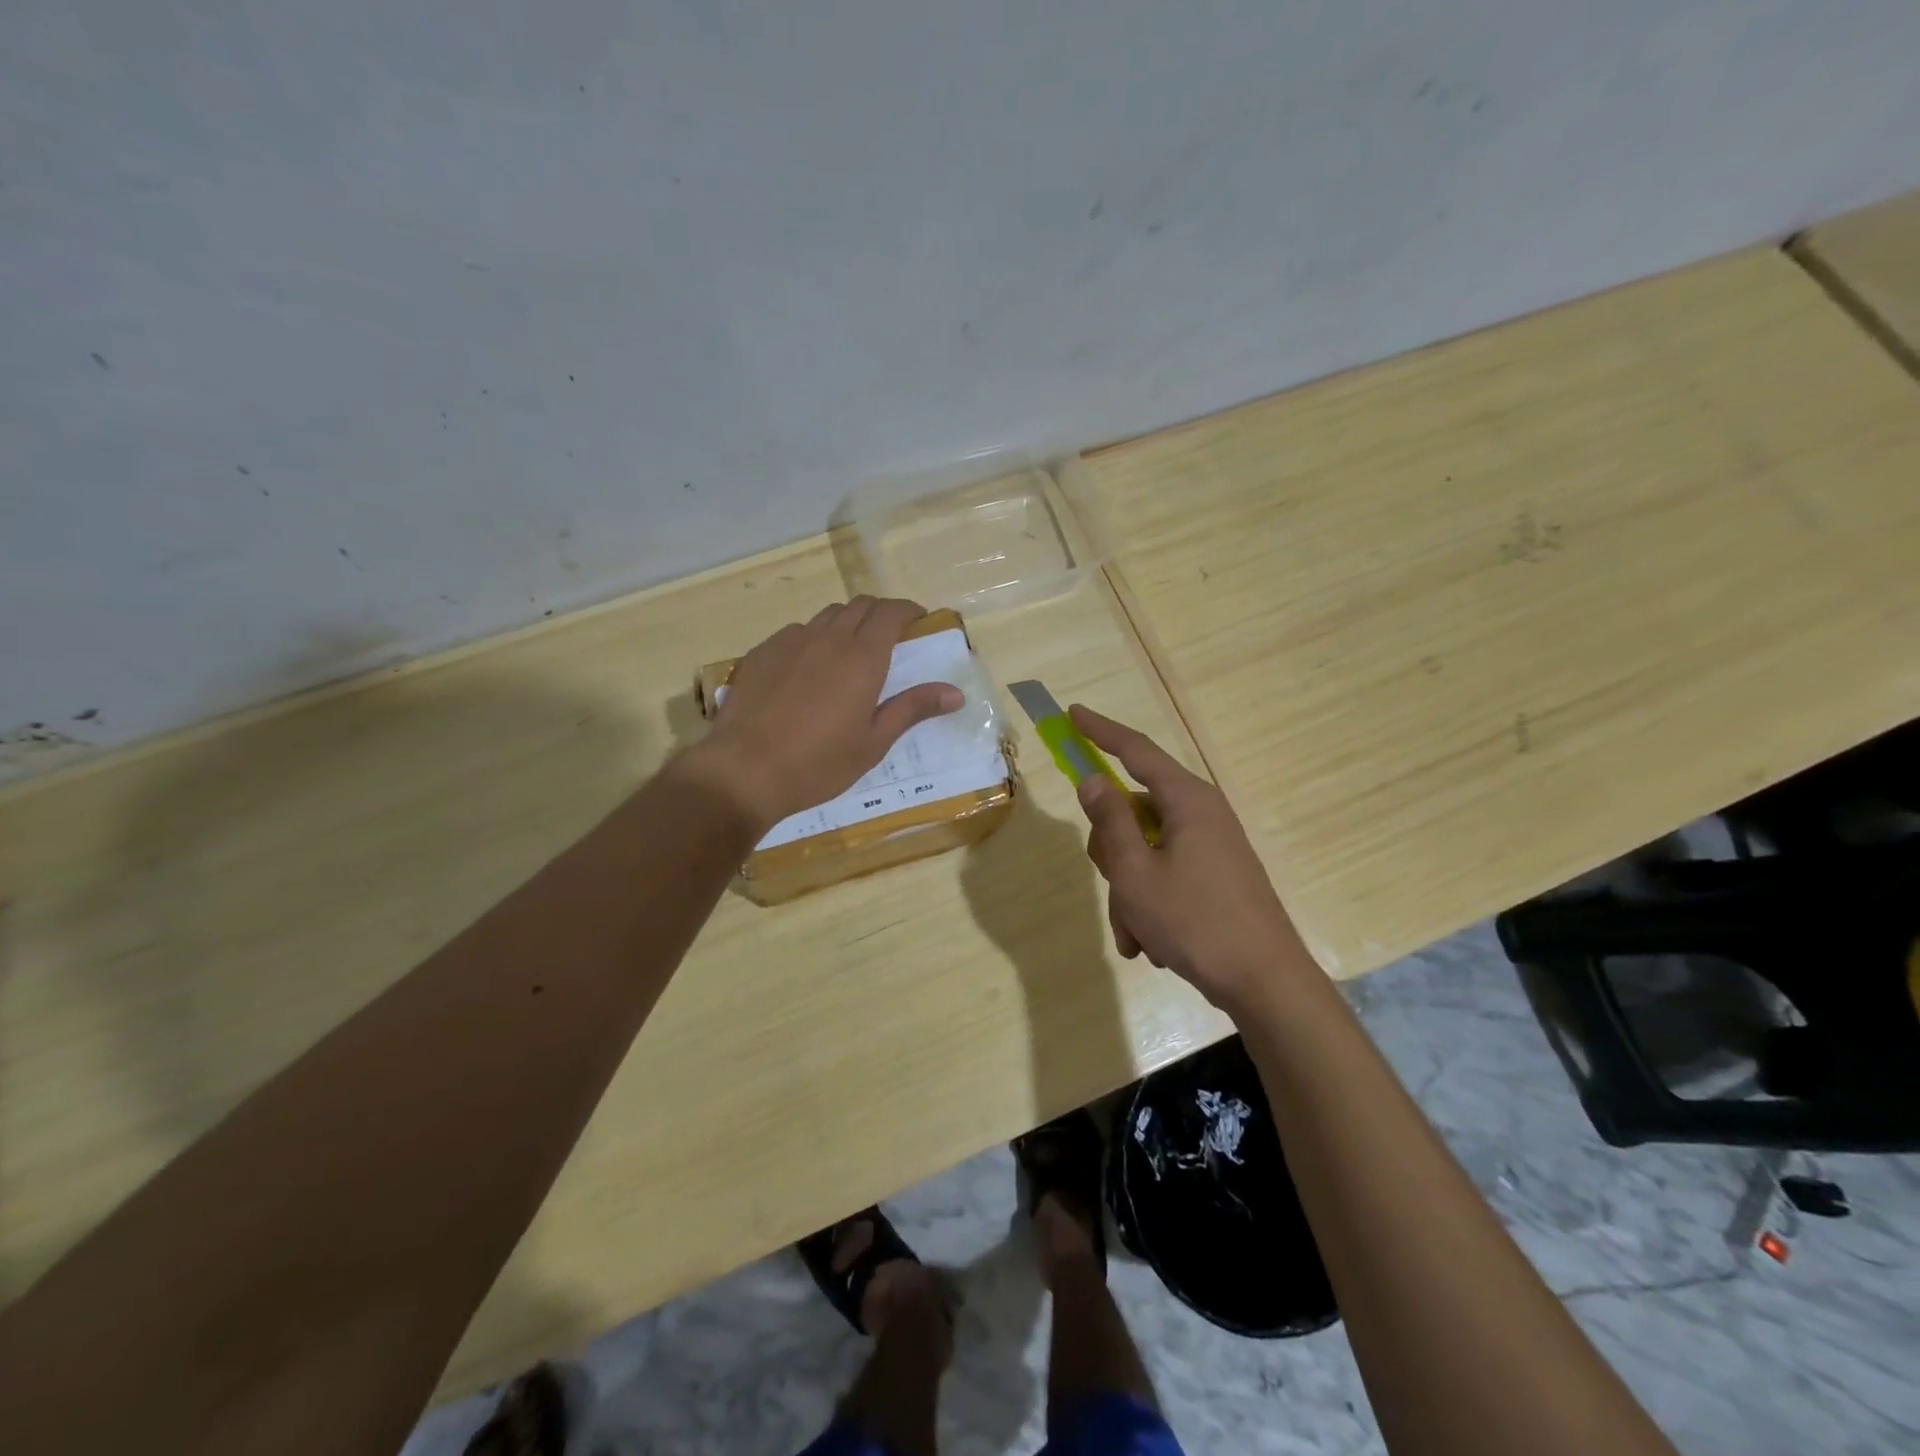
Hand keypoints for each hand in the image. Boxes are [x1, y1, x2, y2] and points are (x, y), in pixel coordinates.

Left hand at [687, 597, 962, 832]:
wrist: (744, 770)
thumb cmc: (819, 763)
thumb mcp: (874, 742)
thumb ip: (913, 709)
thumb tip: (955, 693)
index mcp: (863, 658)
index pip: (891, 612)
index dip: (908, 610)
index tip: (919, 620)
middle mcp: (828, 638)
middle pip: (860, 605)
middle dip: (880, 613)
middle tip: (890, 637)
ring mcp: (790, 641)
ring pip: (827, 616)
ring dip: (847, 623)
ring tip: (849, 652)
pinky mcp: (762, 652)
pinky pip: (796, 632)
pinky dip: (813, 639)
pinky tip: (808, 669)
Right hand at [1069, 705, 1314, 1011]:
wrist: (1265, 983)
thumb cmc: (1195, 921)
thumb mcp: (1136, 872)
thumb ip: (1110, 821)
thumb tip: (1093, 781)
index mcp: (1186, 800)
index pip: (1135, 750)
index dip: (1100, 731)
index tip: (1072, 714)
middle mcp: (1200, 814)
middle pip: (1132, 811)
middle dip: (1112, 852)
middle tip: (1115, 883)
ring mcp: (1209, 846)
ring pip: (1143, 851)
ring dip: (1128, 890)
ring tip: (1136, 933)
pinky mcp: (1213, 875)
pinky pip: (1164, 875)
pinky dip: (1148, 904)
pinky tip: (1150, 943)